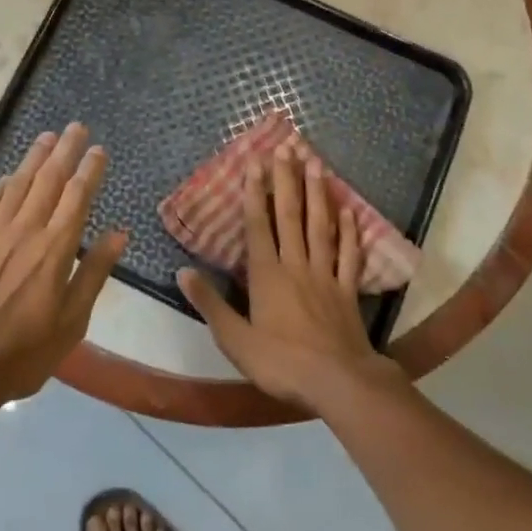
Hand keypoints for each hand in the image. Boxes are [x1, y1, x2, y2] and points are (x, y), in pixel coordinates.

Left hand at [0, 123, 127, 406]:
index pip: (77, 196)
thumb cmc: (22, 352)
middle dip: (65, 150)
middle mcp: (25, 230)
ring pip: (18, 185)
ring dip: (34, 159)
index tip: (99, 149)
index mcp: (55, 247)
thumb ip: (95, 273)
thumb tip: (119, 233)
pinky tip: (8, 178)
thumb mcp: (72, 322)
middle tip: (76, 127)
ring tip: (46, 137)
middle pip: (49, 179)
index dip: (90, 170)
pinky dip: (1, 186)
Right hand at [179, 145, 406, 412]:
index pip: (258, 225)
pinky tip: (349, 212)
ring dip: (318, 194)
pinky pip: (349, 255)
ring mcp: (325, 276)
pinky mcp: (347, 291)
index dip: (255, 193)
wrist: (338, 384)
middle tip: (289, 147)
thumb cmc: (281, 363)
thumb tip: (182, 273)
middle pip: (290, 216)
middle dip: (287, 180)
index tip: (256, 162)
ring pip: (320, 227)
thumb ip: (210, 304)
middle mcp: (295, 265)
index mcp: (266, 275)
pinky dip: (349, 232)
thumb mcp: (235, 339)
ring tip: (317, 164)